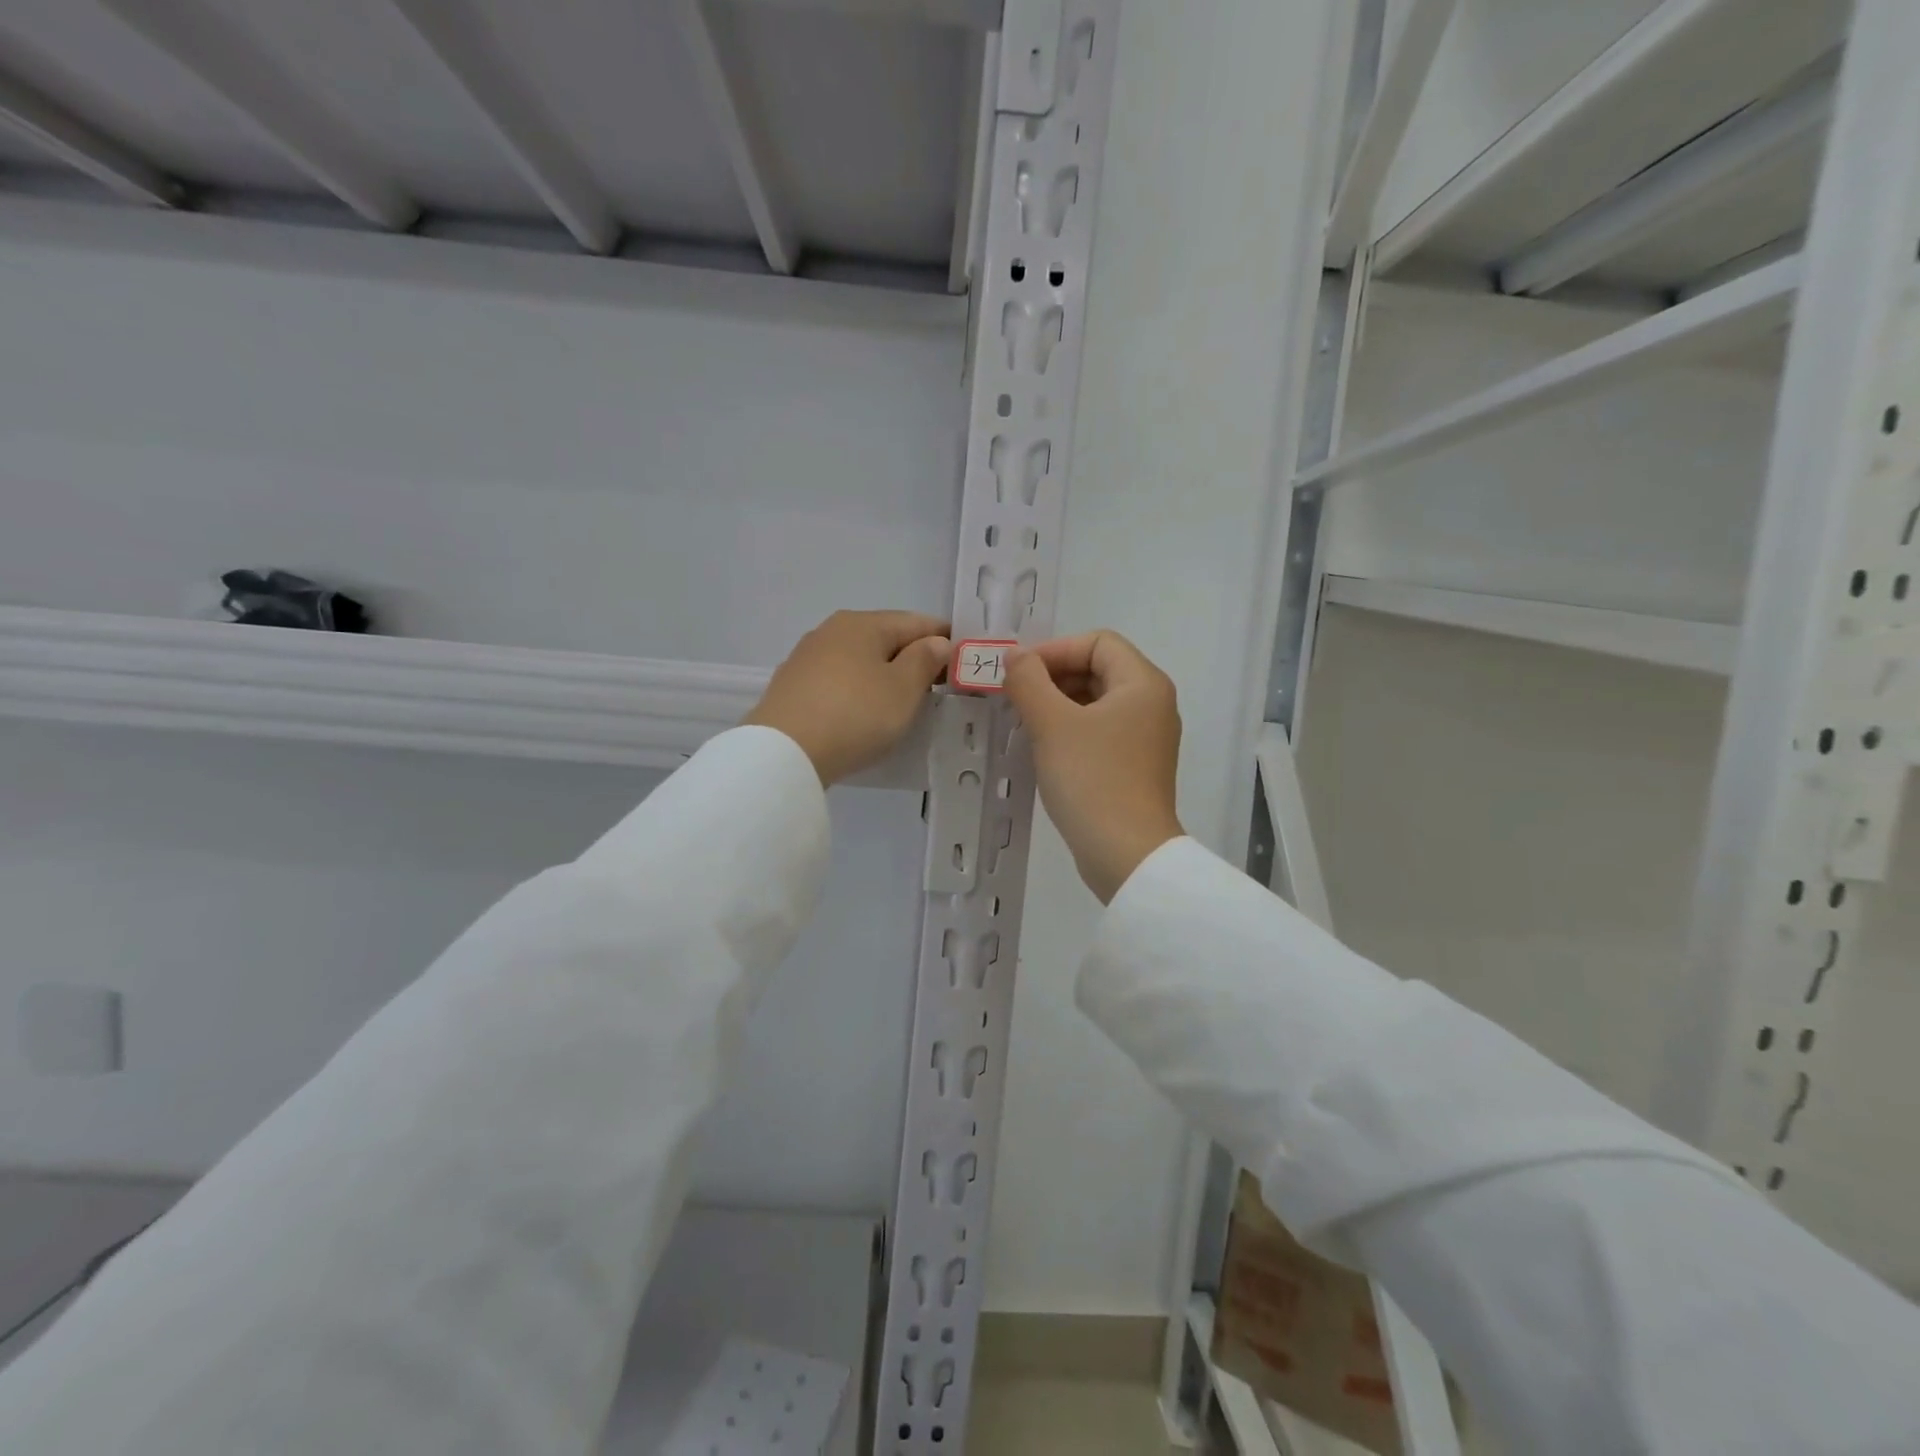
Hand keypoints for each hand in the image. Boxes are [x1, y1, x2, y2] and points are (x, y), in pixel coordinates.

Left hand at [745, 610, 951, 785]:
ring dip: (885, 675)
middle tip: (939, 687)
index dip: (944, 639)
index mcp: (863, 623)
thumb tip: (936, 641)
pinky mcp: (792, 686)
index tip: (964, 661)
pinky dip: (859, 690)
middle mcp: (832, 630)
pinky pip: (839, 680)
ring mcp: (807, 657)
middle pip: (885, 638)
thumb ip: (925, 660)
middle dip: (914, 657)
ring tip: (904, 702)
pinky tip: (865, 711)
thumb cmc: (855, 715)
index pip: (916, 622)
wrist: (784, 752)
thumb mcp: (903, 689)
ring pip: (860, 659)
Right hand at [1005, 631, 1184, 902]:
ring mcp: (1147, 737)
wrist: (1126, 854)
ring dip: (1058, 703)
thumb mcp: (1052, 724)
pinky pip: (1100, 731)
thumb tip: (1015, 657)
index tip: (1019, 673)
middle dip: (1054, 676)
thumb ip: (1029, 681)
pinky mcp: (1135, 766)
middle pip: (1099, 669)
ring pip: (1097, 702)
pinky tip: (1043, 748)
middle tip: (1015, 697)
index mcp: (1143, 684)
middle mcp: (1152, 704)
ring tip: (1023, 721)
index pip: (1098, 642)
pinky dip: (1071, 729)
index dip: (1055, 650)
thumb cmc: (1092, 780)